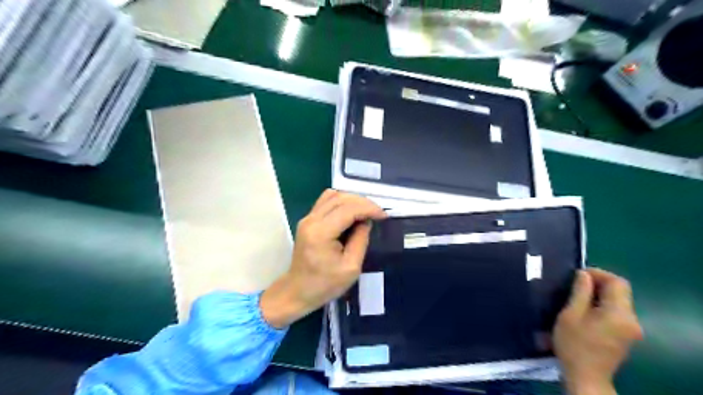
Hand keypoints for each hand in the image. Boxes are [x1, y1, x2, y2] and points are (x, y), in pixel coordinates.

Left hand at [260, 189, 386, 327]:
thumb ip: (361, 240)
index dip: (368, 208)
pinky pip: (326, 201)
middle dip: (363, 202)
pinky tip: (352, 212)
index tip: (384, 216)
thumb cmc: (325, 284)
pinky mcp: (308, 220)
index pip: (348, 209)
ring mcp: (307, 218)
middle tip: (377, 213)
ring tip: (366, 211)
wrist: (297, 291)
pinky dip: (342, 202)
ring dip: (352, 199)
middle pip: (340, 198)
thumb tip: (366, 221)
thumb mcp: (351, 267)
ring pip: (333, 195)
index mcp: (321, 233)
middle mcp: (311, 220)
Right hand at [556, 268, 641, 394]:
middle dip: (599, 282)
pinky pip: (618, 312)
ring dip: (601, 293)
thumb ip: (580, 292)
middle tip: (576, 283)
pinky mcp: (628, 335)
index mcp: (618, 313)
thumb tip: (584, 274)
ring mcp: (632, 329)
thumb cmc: (574, 344)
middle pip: (621, 291)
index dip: (598, 273)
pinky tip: (587, 309)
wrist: (586, 376)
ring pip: (620, 301)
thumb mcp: (571, 314)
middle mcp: (631, 319)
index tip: (578, 274)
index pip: (617, 283)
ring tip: (578, 295)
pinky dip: (604, 304)